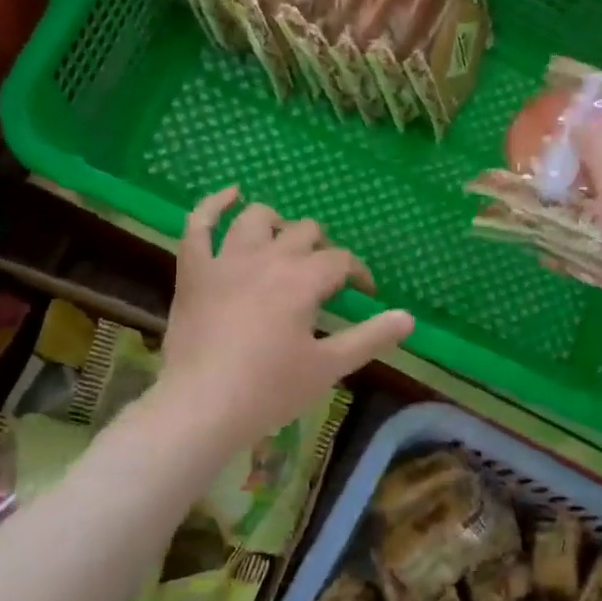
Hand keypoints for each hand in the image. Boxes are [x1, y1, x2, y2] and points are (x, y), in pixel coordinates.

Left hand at [159, 187, 414, 444]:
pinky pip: (198, 225)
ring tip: (284, 239)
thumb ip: (370, 338)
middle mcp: (267, 258)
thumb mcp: (328, 367)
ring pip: (255, 219)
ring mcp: (225, 261)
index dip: (358, 274)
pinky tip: (230, 194)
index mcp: (302, 280)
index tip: (364, 294)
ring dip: (276, 222)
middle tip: (324, 277)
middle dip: (322, 249)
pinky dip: (214, 205)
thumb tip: (408, 317)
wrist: (201, 407)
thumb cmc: (269, 390)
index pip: (341, 261)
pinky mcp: (193, 272)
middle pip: (304, 232)